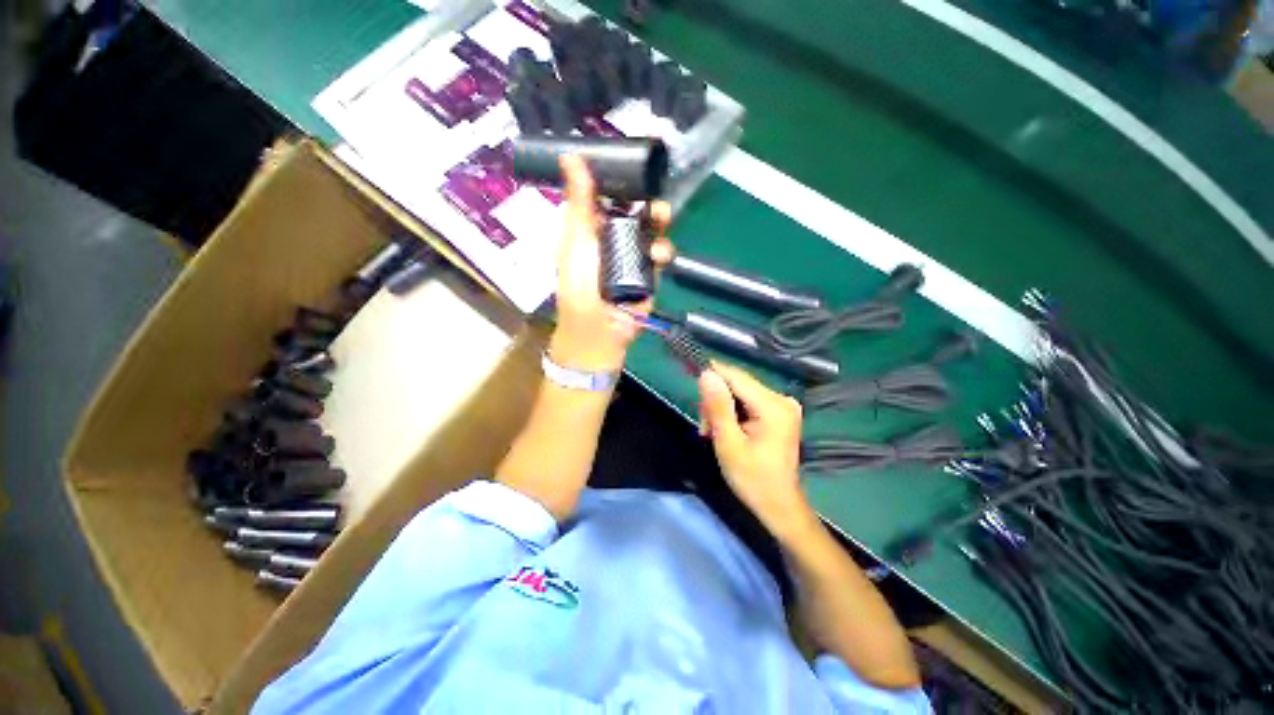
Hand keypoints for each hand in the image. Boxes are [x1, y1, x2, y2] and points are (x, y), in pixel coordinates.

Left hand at [550, 155, 672, 372]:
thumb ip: (579, 202)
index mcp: (589, 230)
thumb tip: (570, 155)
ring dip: (658, 223)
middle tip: (654, 198)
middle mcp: (611, 239)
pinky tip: (659, 255)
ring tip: (661, 219)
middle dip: (645, 202)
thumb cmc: (580, 287)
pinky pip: (660, 256)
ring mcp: (631, 258)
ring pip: (650, 231)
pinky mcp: (648, 275)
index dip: (619, 181)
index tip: (632, 165)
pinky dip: (662, 251)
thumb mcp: (576, 241)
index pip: (605, 197)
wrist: (598, 332)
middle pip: (633, 212)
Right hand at [699, 363, 814, 536]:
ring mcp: (782, 406)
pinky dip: (732, 414)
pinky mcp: (779, 413)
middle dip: (716, 401)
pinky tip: (725, 431)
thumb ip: (718, 407)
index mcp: (773, 406)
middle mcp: (781, 399)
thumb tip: (706, 374)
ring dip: (721, 409)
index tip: (691, 386)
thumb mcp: (728, 443)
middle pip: (737, 384)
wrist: (779, 506)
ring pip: (740, 393)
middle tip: (705, 429)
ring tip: (712, 433)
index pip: (736, 377)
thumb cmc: (753, 479)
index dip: (711, 376)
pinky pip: (748, 402)